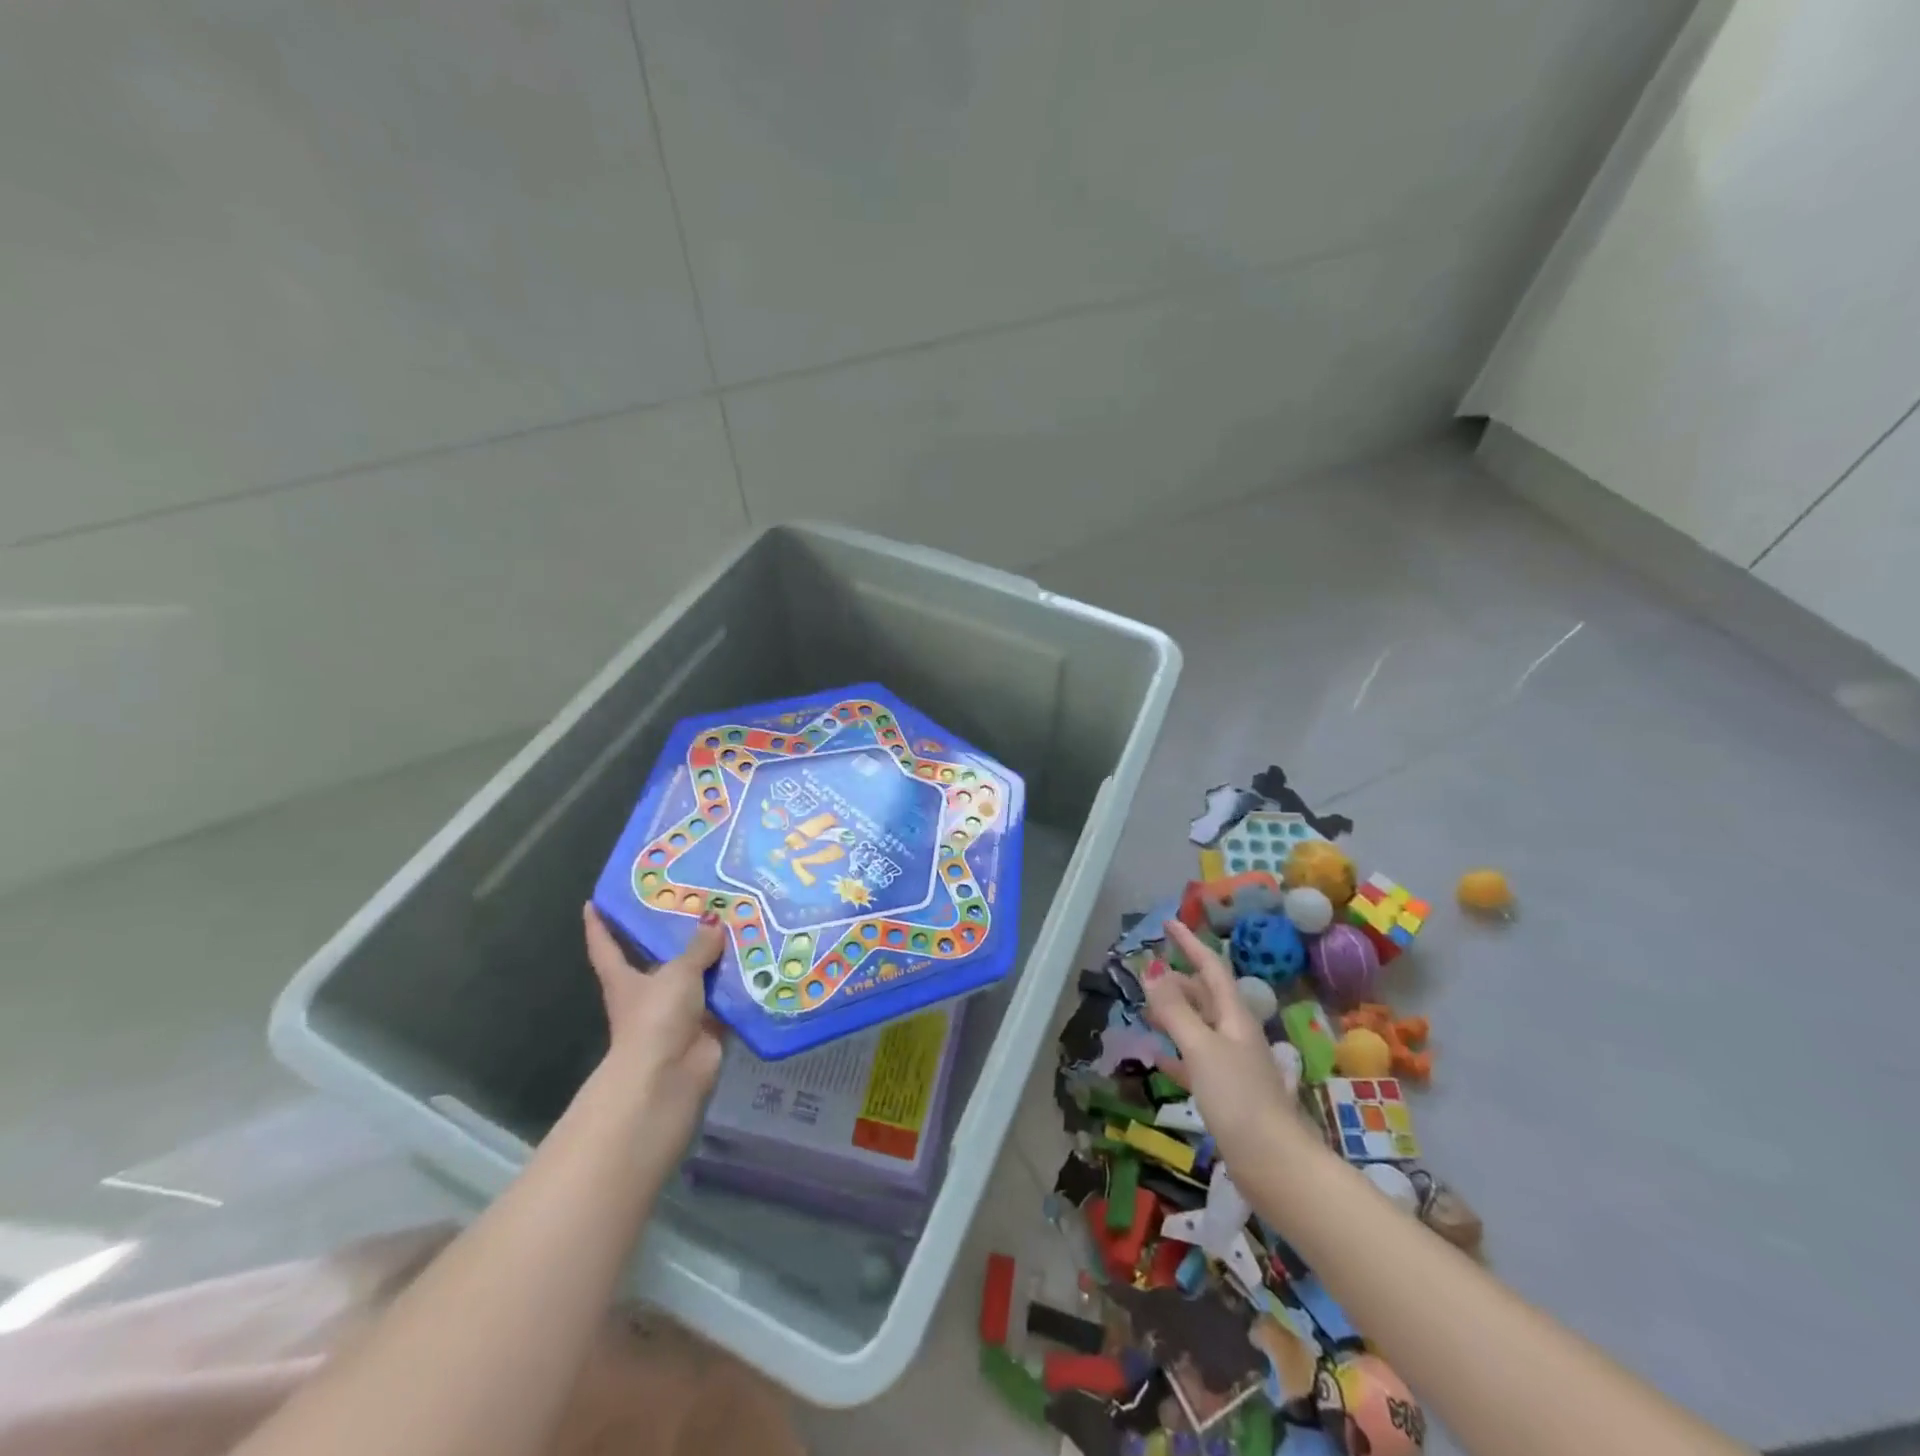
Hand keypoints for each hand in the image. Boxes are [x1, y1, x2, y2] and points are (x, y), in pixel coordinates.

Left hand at [582, 905, 726, 1122]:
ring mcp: (679, 1009)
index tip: (596, 901)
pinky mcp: (707, 1023)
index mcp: (625, 978)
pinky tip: (762, 956)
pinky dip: (740, 980)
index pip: (606, 946)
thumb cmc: (657, 1016)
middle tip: (700, 897)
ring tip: (743, 919)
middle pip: (660, 956)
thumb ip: (698, 947)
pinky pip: (726, 995)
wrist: (671, 1075)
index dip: (599, 925)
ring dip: (718, 955)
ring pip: (699, 974)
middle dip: (678, 933)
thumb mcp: (678, 972)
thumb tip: (714, 922)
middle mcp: (650, 991)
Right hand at [1143, 918, 1304, 1164]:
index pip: (1211, 969)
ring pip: (1199, 1028)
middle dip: (1178, 982)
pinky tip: (1157, 1060)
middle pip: (1205, 997)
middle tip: (1147, 975)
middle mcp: (1236, 1035)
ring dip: (1174, 1015)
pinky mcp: (1226, 1095)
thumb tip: (1152, 972)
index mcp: (1234, 1017)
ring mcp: (1232, 1066)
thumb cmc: (1239, 1099)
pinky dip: (1175, 1054)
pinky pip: (1195, 1062)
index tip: (1169, 923)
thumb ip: (1175, 1011)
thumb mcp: (1202, 1049)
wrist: (1275, 1165)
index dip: (1191, 944)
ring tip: (1146, 1012)